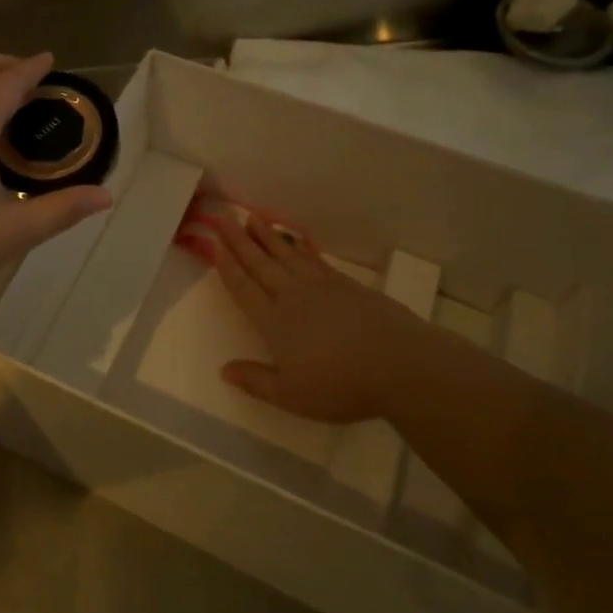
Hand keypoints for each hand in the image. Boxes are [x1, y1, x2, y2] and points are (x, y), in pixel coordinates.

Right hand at [180, 214, 430, 423]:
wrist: (398, 363)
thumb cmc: (340, 384)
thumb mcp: (292, 395)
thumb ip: (256, 381)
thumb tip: (224, 370)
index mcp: (275, 321)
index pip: (244, 288)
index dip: (227, 266)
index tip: (214, 243)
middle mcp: (292, 296)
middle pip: (260, 263)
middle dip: (240, 241)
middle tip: (224, 217)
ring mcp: (321, 286)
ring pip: (287, 255)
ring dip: (268, 236)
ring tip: (253, 218)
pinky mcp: (346, 284)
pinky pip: (314, 259)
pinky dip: (300, 246)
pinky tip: (296, 240)